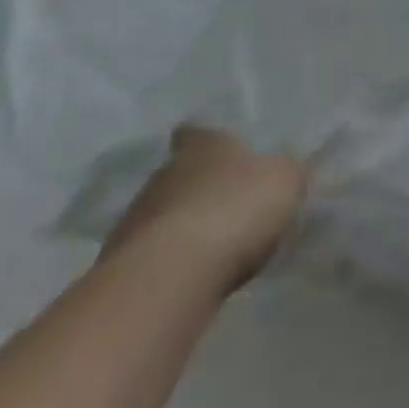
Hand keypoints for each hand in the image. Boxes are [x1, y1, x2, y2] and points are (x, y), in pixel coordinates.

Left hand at [101, 125, 308, 293]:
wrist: (170, 275)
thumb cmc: (235, 209)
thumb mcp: (285, 181)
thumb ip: (286, 172)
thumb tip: (285, 171)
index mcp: (202, 145)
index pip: (197, 131)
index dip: (208, 141)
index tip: (222, 153)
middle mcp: (163, 173)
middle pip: (180, 174)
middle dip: (200, 188)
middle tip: (229, 204)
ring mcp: (135, 219)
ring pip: (164, 214)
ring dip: (184, 226)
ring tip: (213, 246)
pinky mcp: (121, 264)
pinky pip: (153, 254)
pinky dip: (172, 260)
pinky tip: (193, 275)